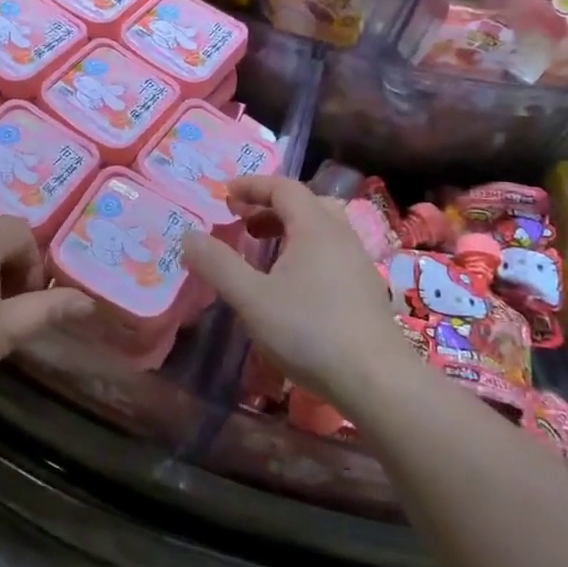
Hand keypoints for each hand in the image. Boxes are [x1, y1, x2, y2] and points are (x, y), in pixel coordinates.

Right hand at [180, 177, 413, 413]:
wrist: (378, 381)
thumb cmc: (310, 331)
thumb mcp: (252, 298)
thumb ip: (218, 264)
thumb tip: (188, 236)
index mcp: (315, 226)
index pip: (283, 187)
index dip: (252, 185)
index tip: (225, 195)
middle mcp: (340, 235)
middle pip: (304, 204)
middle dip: (268, 207)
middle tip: (241, 223)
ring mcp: (357, 262)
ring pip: (319, 230)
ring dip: (287, 231)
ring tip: (262, 254)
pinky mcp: (365, 289)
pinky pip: (329, 253)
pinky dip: (303, 252)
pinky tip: (290, 287)